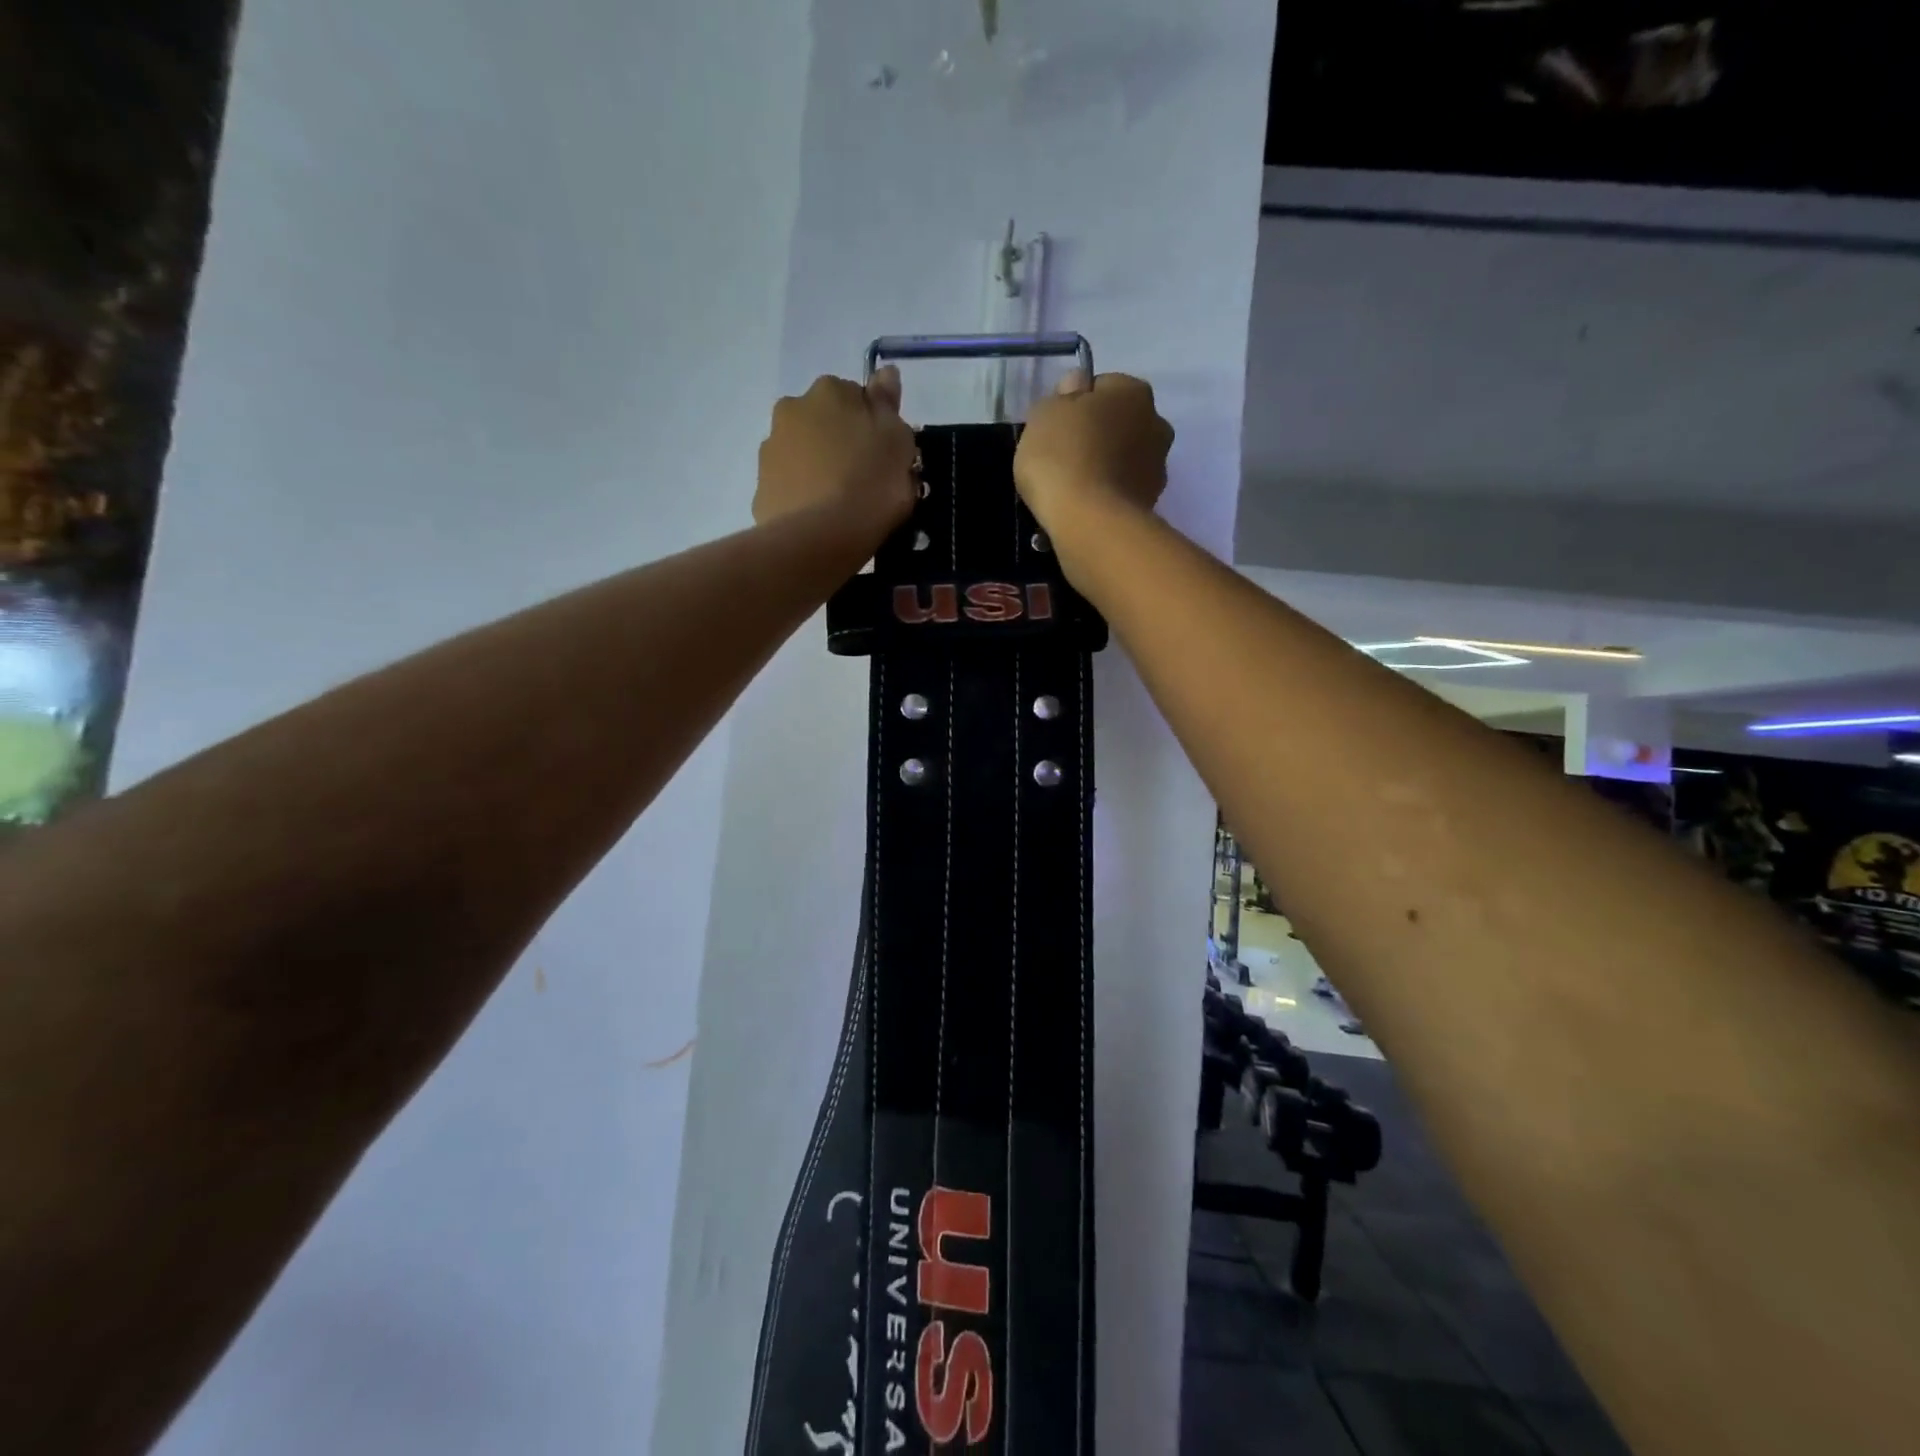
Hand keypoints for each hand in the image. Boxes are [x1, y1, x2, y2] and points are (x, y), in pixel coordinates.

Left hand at [754, 368, 917, 537]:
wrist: (819, 538)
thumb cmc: (870, 485)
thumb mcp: (898, 441)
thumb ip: (888, 403)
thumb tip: (885, 373)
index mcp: (829, 391)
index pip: (856, 397)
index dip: (873, 426)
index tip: (884, 455)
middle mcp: (792, 409)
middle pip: (825, 422)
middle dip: (840, 442)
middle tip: (863, 479)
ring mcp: (771, 449)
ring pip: (803, 452)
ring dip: (818, 467)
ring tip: (840, 503)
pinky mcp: (761, 488)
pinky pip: (790, 485)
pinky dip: (803, 494)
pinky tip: (820, 518)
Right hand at [1013, 371, 1173, 532]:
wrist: (1089, 521)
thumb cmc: (1062, 456)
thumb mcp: (1045, 414)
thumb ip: (1062, 395)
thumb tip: (1078, 385)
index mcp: (1133, 391)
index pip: (1102, 387)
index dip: (1076, 405)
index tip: (1057, 427)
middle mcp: (1156, 423)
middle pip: (1119, 423)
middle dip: (1098, 436)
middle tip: (1065, 457)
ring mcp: (1158, 467)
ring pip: (1124, 458)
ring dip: (1105, 467)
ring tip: (1074, 488)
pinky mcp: (1151, 503)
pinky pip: (1123, 490)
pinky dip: (1108, 495)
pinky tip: (1085, 508)